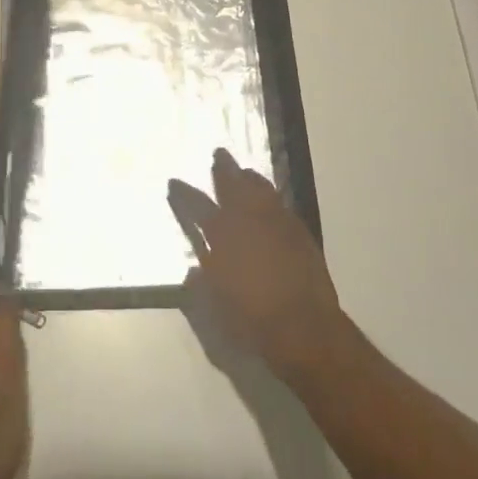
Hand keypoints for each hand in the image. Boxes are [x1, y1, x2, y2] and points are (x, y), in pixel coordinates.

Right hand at [168, 148, 347, 379]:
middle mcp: (248, 219)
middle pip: (233, 185)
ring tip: (245, 171)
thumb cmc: (251, 317)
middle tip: (219, 153)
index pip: (197, 206)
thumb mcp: (215, 307)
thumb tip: (193, 273)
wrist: (303, 325)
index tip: (174, 182)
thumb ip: (201, 285)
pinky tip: (271, 201)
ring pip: (261, 189)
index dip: (184, 193)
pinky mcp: (299, 232)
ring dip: (250, 178)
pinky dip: (272, 199)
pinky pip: (281, 205)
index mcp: (222, 234)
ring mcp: (276, 222)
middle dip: (224, 169)